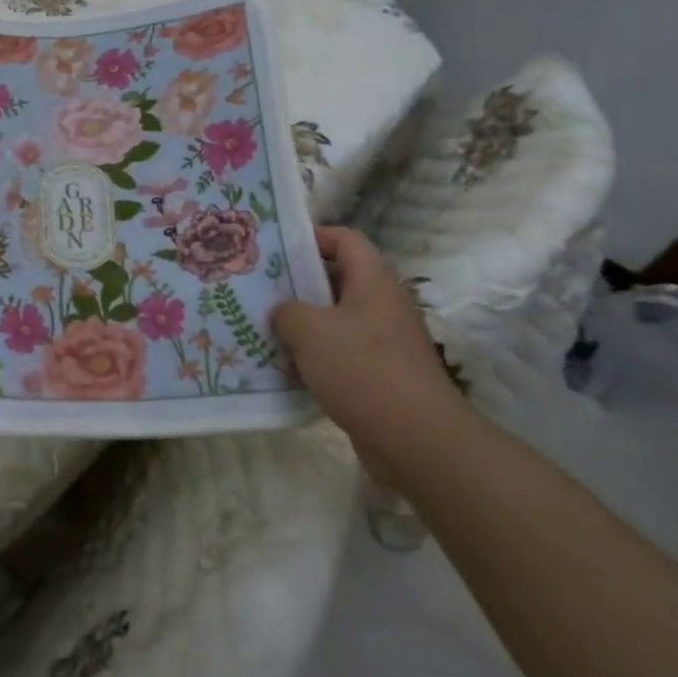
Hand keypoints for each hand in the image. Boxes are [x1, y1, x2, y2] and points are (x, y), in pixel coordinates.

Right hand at [272, 226, 476, 495]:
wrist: (416, 439)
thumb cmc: (362, 369)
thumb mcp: (309, 330)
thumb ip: (287, 311)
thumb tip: (284, 312)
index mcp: (373, 281)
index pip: (345, 239)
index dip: (312, 236)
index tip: (277, 249)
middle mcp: (382, 305)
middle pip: (337, 279)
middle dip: (298, 284)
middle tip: (261, 290)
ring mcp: (384, 341)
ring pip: (336, 319)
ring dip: (304, 324)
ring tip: (266, 329)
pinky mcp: (381, 374)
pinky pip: (342, 353)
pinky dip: (316, 357)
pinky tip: (287, 369)